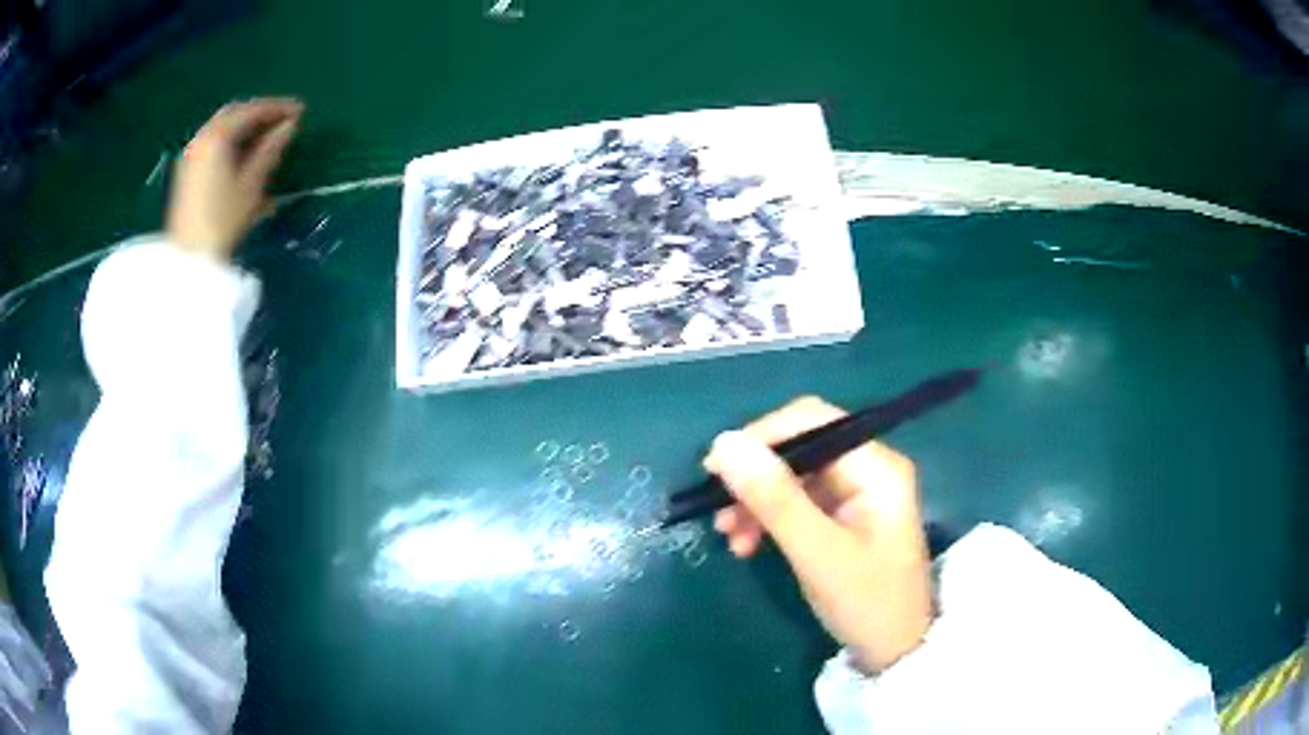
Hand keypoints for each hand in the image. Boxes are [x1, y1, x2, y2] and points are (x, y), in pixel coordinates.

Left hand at [166, 98, 303, 258]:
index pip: (252, 110)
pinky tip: (244, 153)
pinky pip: (213, 144)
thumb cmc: (223, 221)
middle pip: (234, 114)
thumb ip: (271, 149)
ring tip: (267, 137)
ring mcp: (192, 155)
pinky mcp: (187, 172)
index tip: (301, 111)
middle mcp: (202, 138)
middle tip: (283, 120)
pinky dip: (231, 141)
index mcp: (217, 136)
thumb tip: (290, 125)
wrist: (189, 261)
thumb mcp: (252, 184)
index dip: (278, 108)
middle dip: (260, 113)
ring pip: (222, 128)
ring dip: (245, 128)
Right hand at [705, 397, 932, 672]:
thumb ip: (774, 497)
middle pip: (799, 449)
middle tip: (717, 510)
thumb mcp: (816, 551)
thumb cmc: (866, 601)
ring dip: (756, 503)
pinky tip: (747, 544)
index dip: (761, 437)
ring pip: (792, 478)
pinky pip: (797, 504)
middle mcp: (867, 469)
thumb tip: (724, 442)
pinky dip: (769, 519)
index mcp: (875, 465)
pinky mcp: (843, 518)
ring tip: (728, 536)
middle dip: (755, 478)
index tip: (715, 468)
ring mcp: (856, 494)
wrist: (894, 651)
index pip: (811, 421)